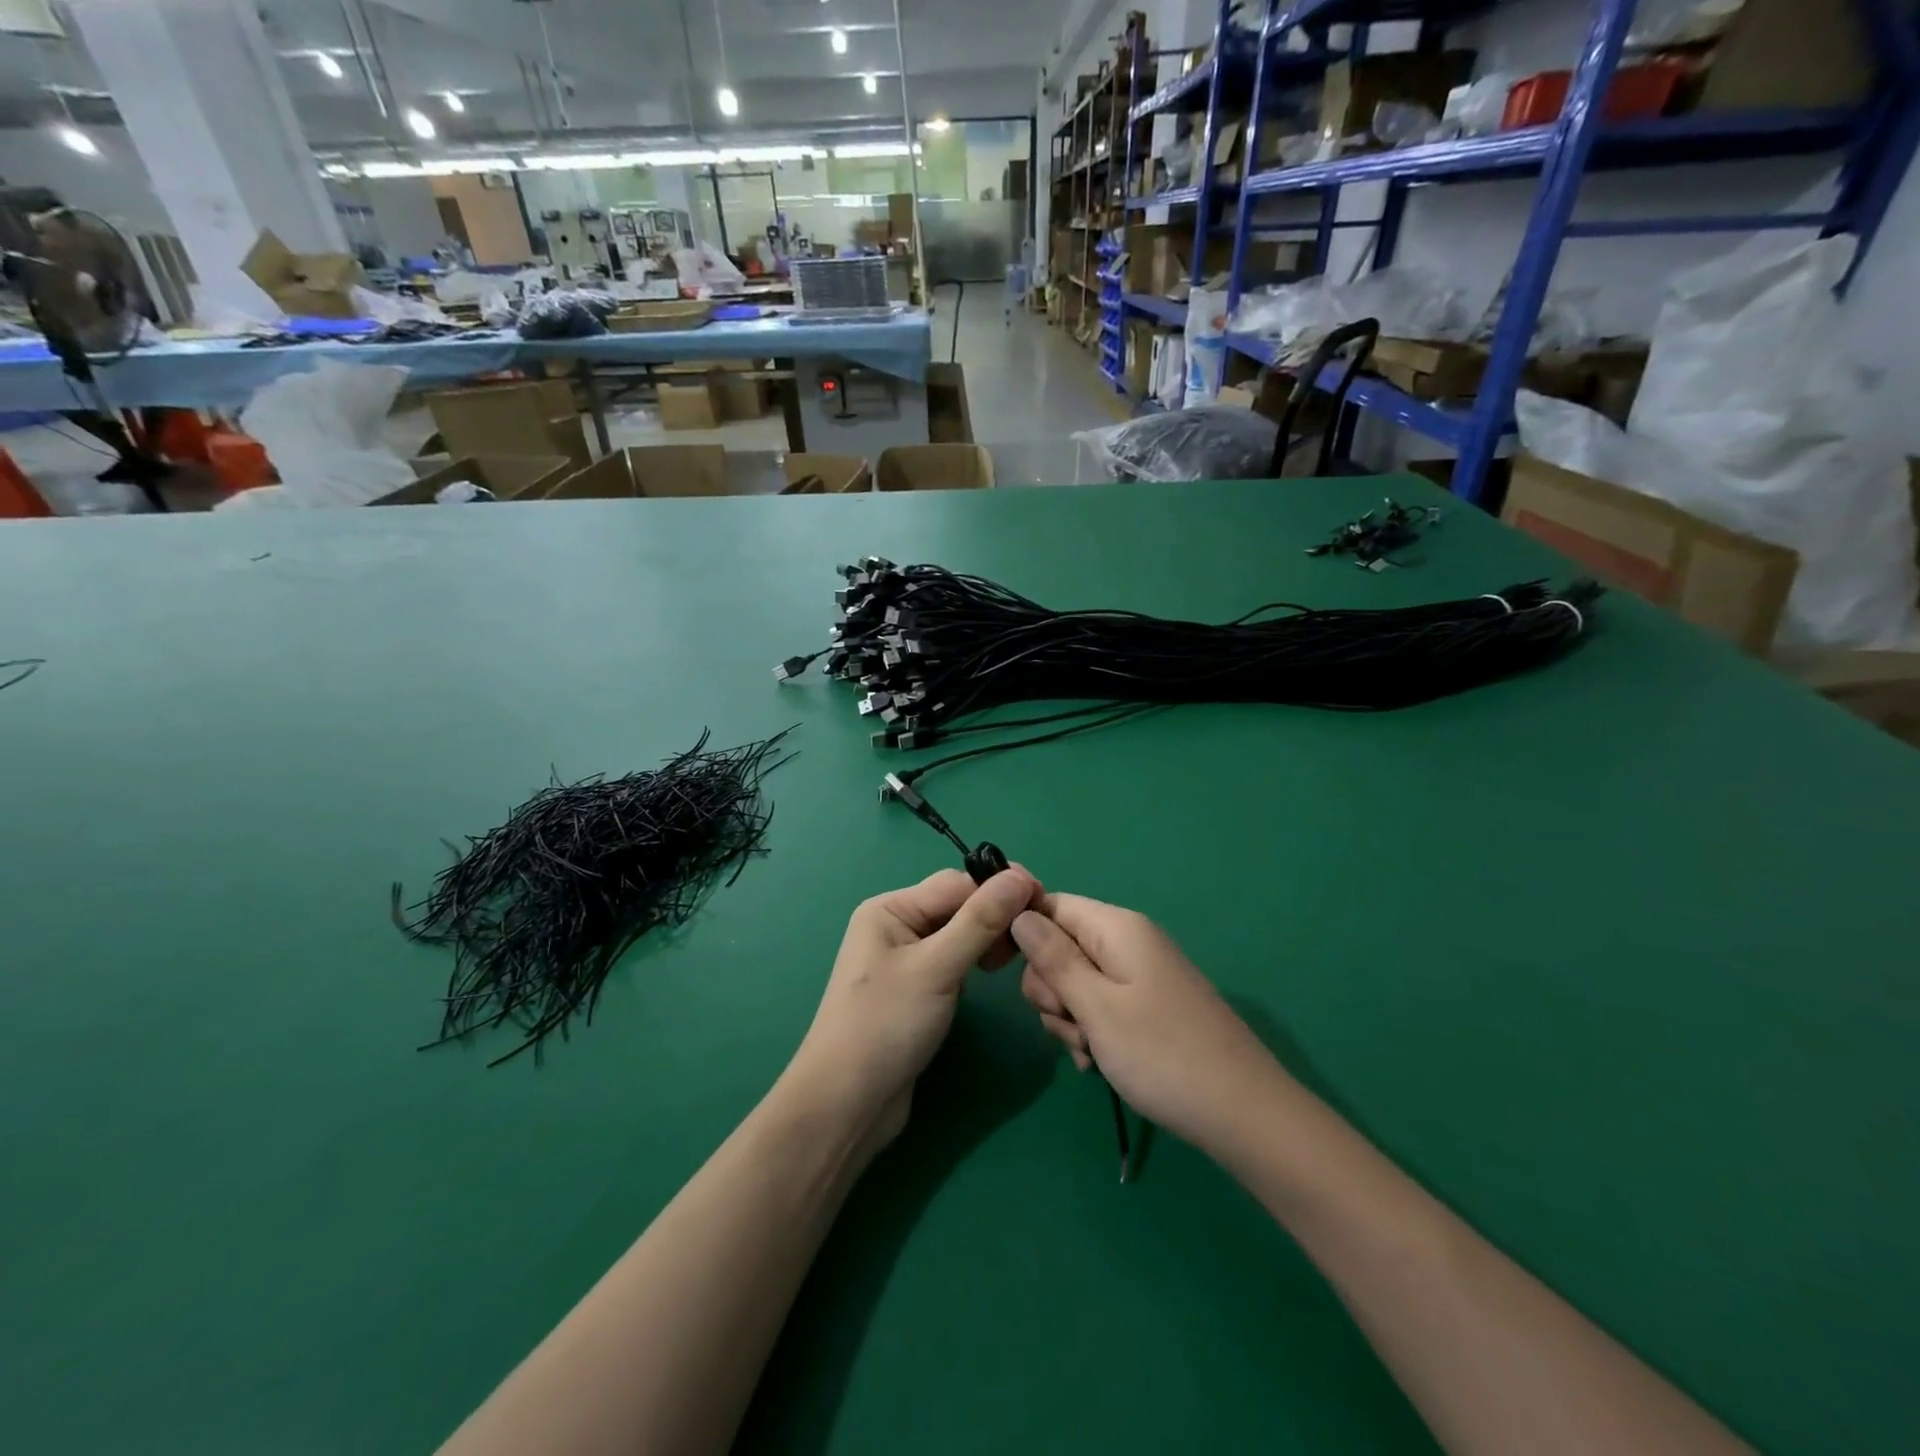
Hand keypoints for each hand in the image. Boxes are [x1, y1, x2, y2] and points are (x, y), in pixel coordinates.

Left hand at [783, 867, 1041, 1152]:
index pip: (956, 883)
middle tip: (1034, 936)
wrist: (847, 1105)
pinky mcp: (916, 989)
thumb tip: (1020, 877)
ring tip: (1014, 959)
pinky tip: (991, 974)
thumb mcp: (936, 968)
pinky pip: (953, 959)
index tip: (1044, 902)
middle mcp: (895, 925)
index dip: (999, 888)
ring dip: (988, 939)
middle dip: (995, 915)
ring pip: (958, 933)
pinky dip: (975, 961)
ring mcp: (905, 958)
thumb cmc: (885, 1026)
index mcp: (890, 908)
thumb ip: (980, 921)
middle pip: (957, 905)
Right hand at [1012, 894, 1280, 1149]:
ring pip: (1075, 983)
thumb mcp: (1095, 1006)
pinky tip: (1100, 1063)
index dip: (1026, 935)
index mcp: (1116, 927)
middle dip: (1052, 989)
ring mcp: (1139, 975)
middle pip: (1060, 947)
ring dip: (1070, 1018)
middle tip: (1071, 1023)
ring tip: (1091, 1052)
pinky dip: (1092, 1032)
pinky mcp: (1147, 1005)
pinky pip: (1100, 1006)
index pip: (1051, 905)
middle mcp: (1127, 942)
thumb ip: (1053, 958)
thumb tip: (1018, 915)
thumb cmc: (1162, 1054)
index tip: (1013, 975)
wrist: (1242, 1113)